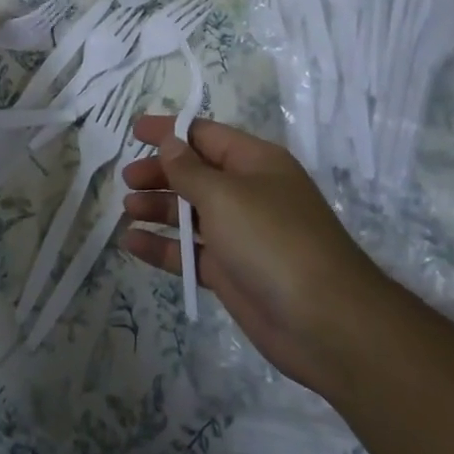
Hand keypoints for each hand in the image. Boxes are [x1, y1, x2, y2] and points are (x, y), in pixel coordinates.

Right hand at [120, 115, 388, 387]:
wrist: (325, 323)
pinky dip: (163, 247)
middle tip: (127, 179)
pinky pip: (190, 252)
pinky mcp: (232, 273)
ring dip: (158, 208)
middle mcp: (248, 193)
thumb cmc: (273, 240)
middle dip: (161, 172)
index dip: (170, 130)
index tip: (134, 130)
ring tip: (127, 209)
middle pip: (196, 174)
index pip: (206, 135)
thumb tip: (170, 142)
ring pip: (191, 213)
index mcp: (255, 163)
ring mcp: (240, 235)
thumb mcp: (225, 195)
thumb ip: (190, 170)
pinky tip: (132, 244)